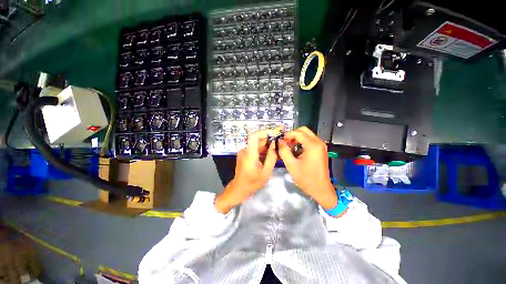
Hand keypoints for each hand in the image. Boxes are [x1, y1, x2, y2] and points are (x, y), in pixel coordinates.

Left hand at [214, 127, 282, 213]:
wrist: (239, 188)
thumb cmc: (252, 183)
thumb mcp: (266, 172)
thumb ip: (271, 158)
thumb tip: (274, 145)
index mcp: (249, 155)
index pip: (254, 136)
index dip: (264, 132)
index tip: (275, 132)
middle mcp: (245, 150)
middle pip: (257, 139)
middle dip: (269, 138)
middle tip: (280, 139)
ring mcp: (244, 152)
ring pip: (256, 143)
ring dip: (266, 143)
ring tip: (277, 146)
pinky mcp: (244, 154)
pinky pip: (254, 148)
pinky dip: (262, 148)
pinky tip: (270, 152)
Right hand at [278, 126, 337, 208]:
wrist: (321, 189)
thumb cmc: (306, 178)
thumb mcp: (291, 165)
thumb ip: (284, 151)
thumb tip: (279, 142)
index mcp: (312, 145)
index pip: (298, 133)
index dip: (287, 135)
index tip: (280, 141)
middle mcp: (318, 142)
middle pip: (303, 130)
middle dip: (292, 135)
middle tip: (285, 143)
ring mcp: (321, 146)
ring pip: (307, 135)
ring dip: (297, 138)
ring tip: (289, 147)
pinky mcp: (321, 150)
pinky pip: (310, 140)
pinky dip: (301, 142)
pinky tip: (296, 151)